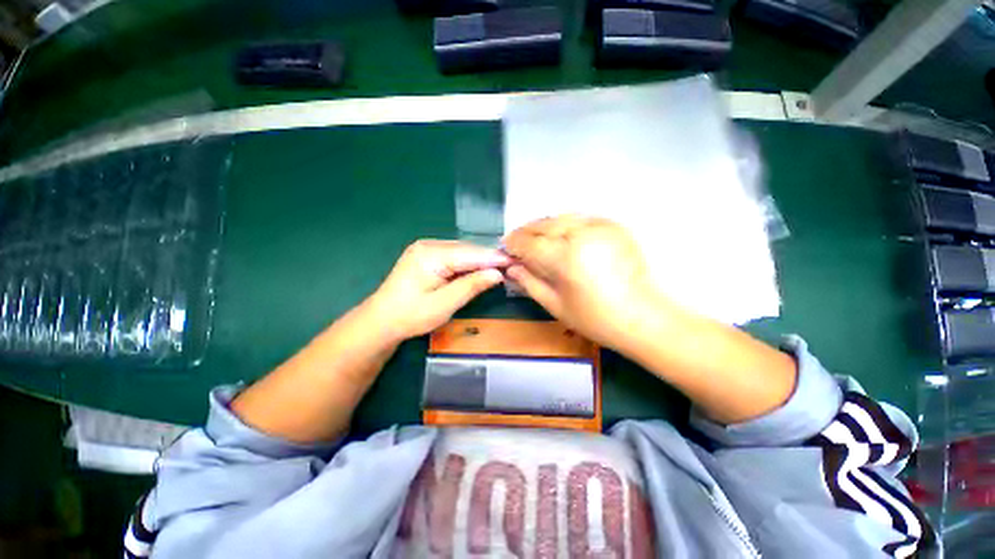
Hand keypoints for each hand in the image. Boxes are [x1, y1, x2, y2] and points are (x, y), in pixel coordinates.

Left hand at [366, 239, 509, 341]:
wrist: (381, 320)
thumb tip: (498, 274)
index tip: (516, 261)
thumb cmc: (411, 315)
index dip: (494, 258)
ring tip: (501, 268)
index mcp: (432, 255)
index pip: (471, 254)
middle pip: (467, 249)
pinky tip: (479, 269)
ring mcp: (426, 248)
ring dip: (480, 260)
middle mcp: (429, 245)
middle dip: (489, 258)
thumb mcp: (444, 304)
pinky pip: (454, 255)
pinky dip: (468, 263)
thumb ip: (471, 286)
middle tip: (512, 266)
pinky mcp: (426, 255)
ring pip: (462, 251)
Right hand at [503, 215, 667, 349]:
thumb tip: (511, 268)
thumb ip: (530, 283)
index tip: (505, 249)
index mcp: (566, 257)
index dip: (513, 244)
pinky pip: (579, 219)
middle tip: (517, 244)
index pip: (529, 242)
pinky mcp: (613, 226)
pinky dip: (564, 226)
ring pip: (560, 218)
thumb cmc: (596, 319)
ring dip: (543, 227)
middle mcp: (582, 234)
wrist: (643, 317)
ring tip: (536, 241)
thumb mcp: (556, 306)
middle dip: (526, 233)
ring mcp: (600, 226)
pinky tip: (561, 238)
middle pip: (543, 224)